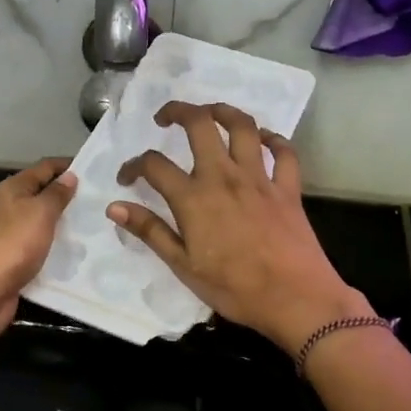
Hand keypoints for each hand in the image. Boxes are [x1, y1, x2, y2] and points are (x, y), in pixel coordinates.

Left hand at [0, 157, 77, 336]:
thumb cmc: (14, 242)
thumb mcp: (40, 211)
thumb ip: (56, 194)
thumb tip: (69, 176)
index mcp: (12, 188)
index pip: (43, 168)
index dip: (66, 166)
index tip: (94, 170)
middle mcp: (8, 207)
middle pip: (40, 194)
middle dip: (66, 197)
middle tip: (98, 201)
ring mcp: (8, 234)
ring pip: (40, 222)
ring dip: (61, 224)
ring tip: (92, 227)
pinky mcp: (11, 259)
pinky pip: (37, 247)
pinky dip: (53, 247)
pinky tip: (73, 253)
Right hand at [109, 102, 370, 353]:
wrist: (295, 298)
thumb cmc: (234, 288)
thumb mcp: (183, 266)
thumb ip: (150, 231)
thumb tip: (114, 206)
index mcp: (194, 198)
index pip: (154, 165)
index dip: (134, 165)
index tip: (126, 177)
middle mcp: (224, 176)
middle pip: (200, 124)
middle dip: (178, 111)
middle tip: (165, 118)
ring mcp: (259, 179)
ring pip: (243, 126)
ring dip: (223, 111)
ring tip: (210, 114)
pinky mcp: (288, 188)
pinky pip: (284, 152)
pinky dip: (274, 139)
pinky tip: (263, 139)